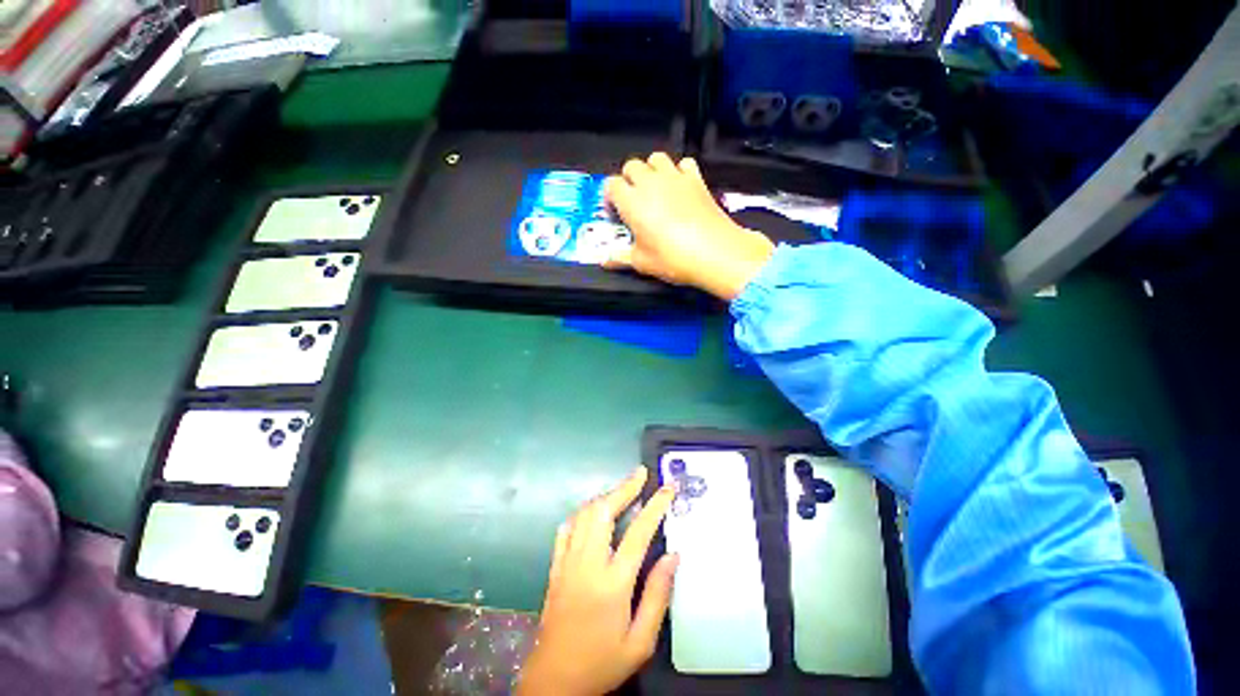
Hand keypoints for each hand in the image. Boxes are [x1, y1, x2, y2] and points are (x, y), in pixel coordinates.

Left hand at [517, 468, 678, 695]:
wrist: (554, 682)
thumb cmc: (602, 663)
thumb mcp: (640, 642)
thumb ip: (657, 595)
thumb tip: (673, 555)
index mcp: (612, 583)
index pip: (638, 532)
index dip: (655, 505)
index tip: (668, 488)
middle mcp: (587, 564)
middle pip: (604, 511)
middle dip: (624, 487)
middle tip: (641, 474)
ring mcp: (567, 562)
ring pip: (585, 514)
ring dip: (605, 496)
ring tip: (623, 489)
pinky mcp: (555, 567)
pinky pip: (567, 528)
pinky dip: (583, 512)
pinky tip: (593, 511)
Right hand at [604, 152, 774, 300]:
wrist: (715, 252)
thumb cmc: (672, 258)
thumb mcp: (642, 263)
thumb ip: (620, 258)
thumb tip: (604, 260)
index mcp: (632, 201)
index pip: (611, 184)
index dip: (610, 196)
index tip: (615, 211)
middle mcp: (650, 183)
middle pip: (631, 165)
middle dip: (629, 179)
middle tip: (634, 201)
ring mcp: (675, 177)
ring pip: (656, 157)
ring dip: (652, 170)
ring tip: (656, 190)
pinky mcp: (697, 179)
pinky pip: (684, 163)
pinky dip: (680, 171)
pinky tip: (681, 188)